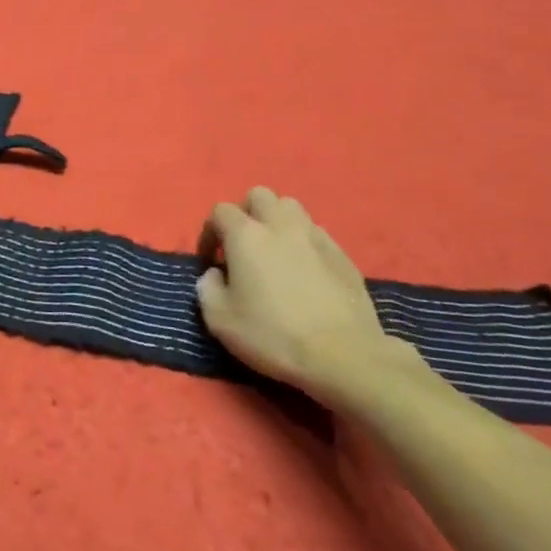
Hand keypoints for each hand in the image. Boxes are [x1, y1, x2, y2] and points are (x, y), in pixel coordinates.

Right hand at [196, 186, 425, 409]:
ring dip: (276, 221)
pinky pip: (315, 232)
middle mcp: (280, 225)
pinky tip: (304, 270)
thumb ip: (207, 289)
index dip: (210, 232)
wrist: (343, 354)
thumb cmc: (273, 335)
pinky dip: (303, 242)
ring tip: (274, 252)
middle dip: (245, 213)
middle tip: (242, 245)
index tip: (211, 261)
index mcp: (247, 235)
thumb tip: (214, 274)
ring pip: (291, 207)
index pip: (220, 211)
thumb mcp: (220, 321)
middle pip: (258, 195)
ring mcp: (315, 235)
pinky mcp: (342, 253)